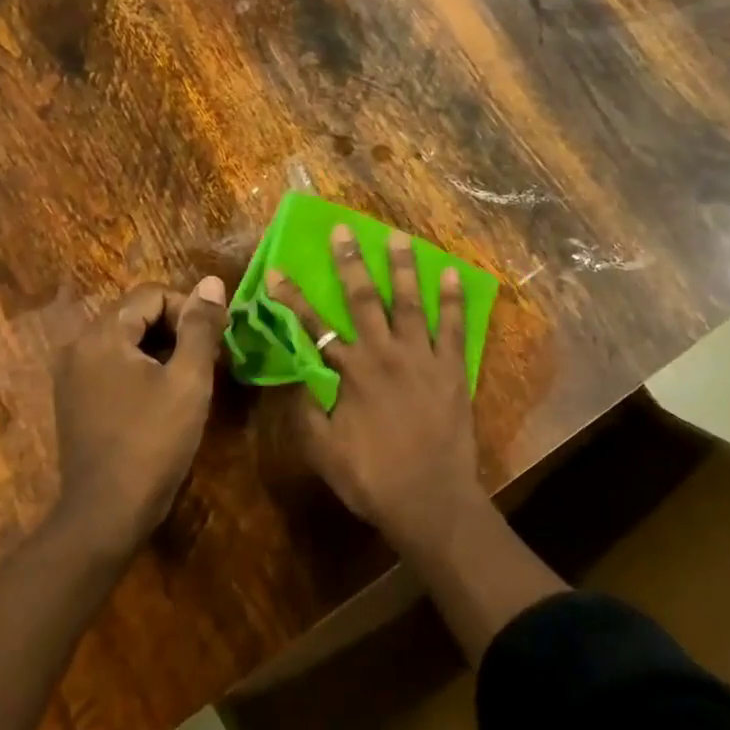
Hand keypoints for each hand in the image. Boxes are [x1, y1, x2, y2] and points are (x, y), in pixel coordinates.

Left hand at [51, 277, 227, 552]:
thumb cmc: (153, 441)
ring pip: (126, 339)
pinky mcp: (74, 399)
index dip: (189, 310)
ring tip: (189, 379)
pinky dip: (141, 368)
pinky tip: (162, 397)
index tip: (213, 343)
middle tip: (206, 360)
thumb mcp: (189, 379)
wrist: (107, 514)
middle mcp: (78, 347)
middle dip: (176, 328)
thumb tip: (211, 282)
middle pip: (136, 313)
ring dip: (161, 348)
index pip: (152, 294)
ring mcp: (72, 375)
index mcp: (102, 336)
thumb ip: (201, 326)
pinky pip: (113, 363)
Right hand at [266, 226, 482, 547]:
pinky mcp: (451, 367)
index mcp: (350, 373)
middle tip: (343, 229)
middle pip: (362, 299)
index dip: (292, 298)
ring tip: (397, 236)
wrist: (430, 500)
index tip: (276, 271)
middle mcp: (383, 354)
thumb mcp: (323, 452)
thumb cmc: (373, 479)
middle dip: (349, 262)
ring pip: (408, 302)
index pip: (313, 326)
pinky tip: (450, 272)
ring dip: (401, 267)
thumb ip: (307, 412)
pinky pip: (453, 325)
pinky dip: (451, 298)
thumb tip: (297, 379)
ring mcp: (421, 357)